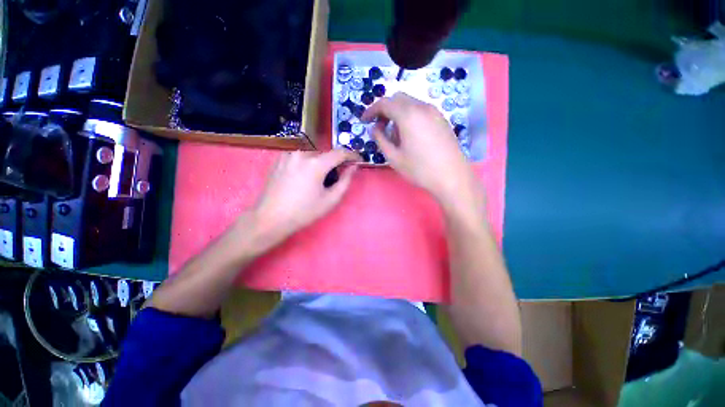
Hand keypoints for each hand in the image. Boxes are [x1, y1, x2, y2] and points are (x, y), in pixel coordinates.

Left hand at [248, 149, 360, 251]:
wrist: (271, 218)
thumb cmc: (304, 212)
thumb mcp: (330, 200)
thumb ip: (345, 181)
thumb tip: (353, 167)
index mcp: (315, 164)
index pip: (340, 153)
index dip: (352, 155)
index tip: (358, 160)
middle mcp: (302, 154)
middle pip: (325, 154)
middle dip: (334, 163)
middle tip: (335, 178)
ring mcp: (288, 155)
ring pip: (312, 155)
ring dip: (320, 163)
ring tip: (317, 180)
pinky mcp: (279, 159)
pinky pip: (300, 157)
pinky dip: (307, 164)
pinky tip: (303, 179)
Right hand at [362, 92, 482, 210]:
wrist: (452, 177)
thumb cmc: (419, 169)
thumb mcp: (394, 157)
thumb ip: (380, 139)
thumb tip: (375, 128)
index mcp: (408, 115)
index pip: (384, 103)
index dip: (371, 110)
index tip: (364, 121)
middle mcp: (422, 107)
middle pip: (398, 99)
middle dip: (385, 110)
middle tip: (380, 127)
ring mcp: (434, 112)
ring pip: (410, 104)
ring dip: (398, 114)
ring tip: (396, 135)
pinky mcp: (441, 119)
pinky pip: (421, 110)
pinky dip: (410, 116)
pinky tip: (410, 135)